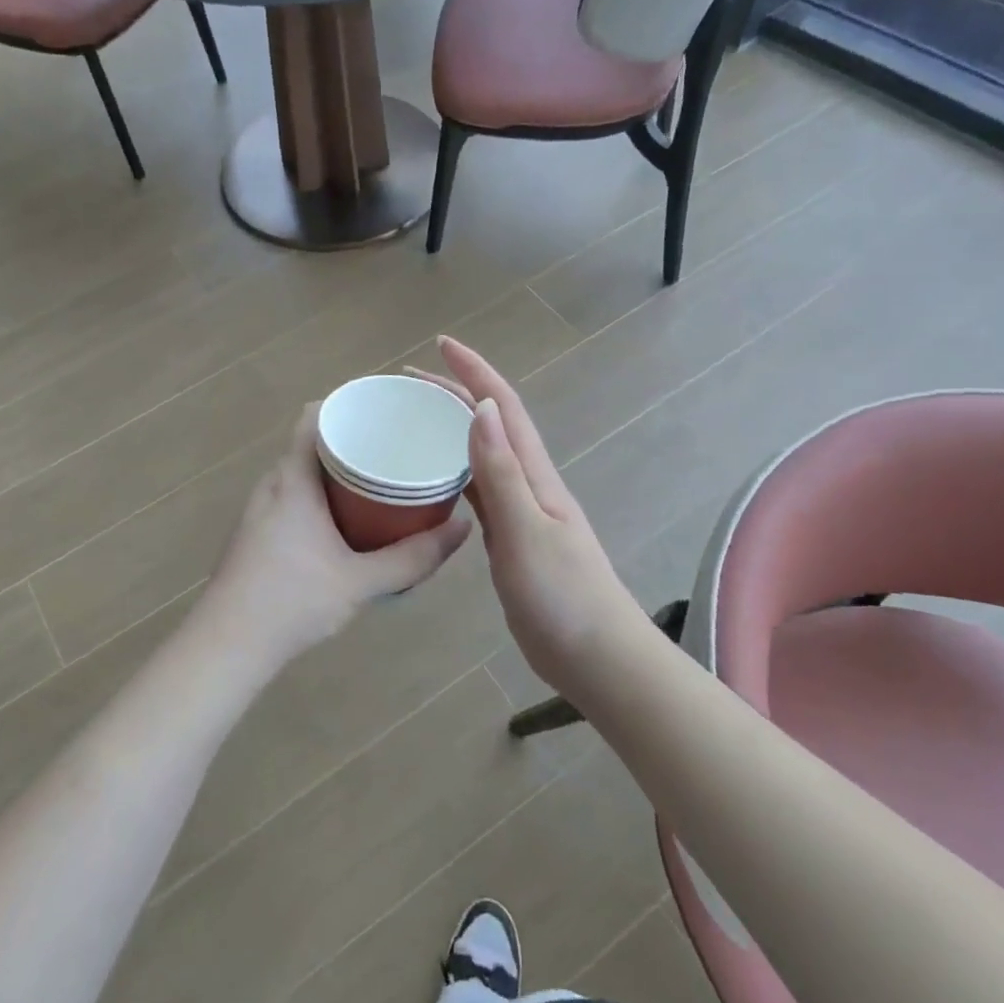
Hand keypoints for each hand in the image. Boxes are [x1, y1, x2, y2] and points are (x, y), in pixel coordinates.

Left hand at [198, 404, 471, 668]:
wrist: (227, 645)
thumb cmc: (293, 600)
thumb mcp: (361, 581)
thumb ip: (414, 557)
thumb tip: (463, 527)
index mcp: (292, 478)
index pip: (314, 416)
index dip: (348, 404)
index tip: (385, 411)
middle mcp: (271, 484)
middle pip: (311, 443)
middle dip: (352, 441)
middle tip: (395, 449)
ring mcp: (258, 509)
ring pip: (301, 473)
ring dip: (335, 472)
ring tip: (378, 482)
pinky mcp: (255, 533)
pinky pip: (292, 496)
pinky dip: (319, 496)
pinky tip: (344, 522)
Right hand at [411, 338, 649, 693]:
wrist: (596, 656)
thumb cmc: (563, 595)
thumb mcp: (526, 531)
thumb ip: (502, 473)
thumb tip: (483, 408)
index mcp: (534, 474)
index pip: (504, 407)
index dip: (474, 371)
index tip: (440, 345)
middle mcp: (527, 483)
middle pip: (490, 424)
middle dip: (454, 393)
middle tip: (407, 384)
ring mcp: (520, 511)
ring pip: (482, 456)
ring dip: (451, 430)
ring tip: (412, 421)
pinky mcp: (510, 538)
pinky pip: (477, 491)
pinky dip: (454, 473)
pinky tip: (432, 479)